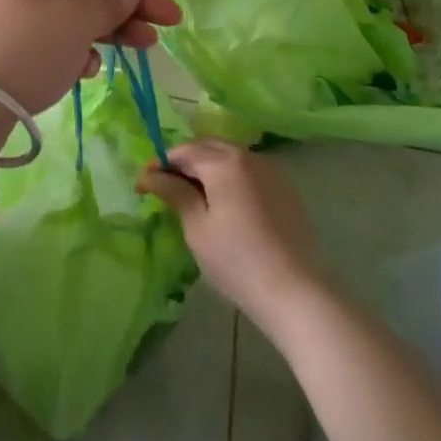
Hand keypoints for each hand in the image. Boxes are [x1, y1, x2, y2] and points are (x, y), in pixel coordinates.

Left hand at [0, 0, 180, 115]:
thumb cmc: (20, 51)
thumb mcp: (72, 22)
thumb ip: (108, 2)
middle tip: (169, 22)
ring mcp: (16, 16)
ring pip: (76, 12)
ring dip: (111, 26)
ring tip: (144, 47)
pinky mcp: (12, 49)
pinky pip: (57, 40)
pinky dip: (79, 49)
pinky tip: (90, 69)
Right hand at [138, 140, 327, 328]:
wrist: (297, 293)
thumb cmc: (238, 261)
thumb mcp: (197, 228)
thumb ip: (174, 193)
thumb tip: (151, 175)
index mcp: (223, 162)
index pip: (182, 151)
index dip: (159, 165)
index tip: (142, 185)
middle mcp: (247, 155)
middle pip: (206, 147)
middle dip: (183, 162)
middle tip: (164, 187)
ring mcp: (270, 170)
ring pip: (229, 157)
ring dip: (207, 168)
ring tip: (192, 195)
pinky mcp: (284, 188)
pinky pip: (248, 171)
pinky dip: (229, 177)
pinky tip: (224, 204)